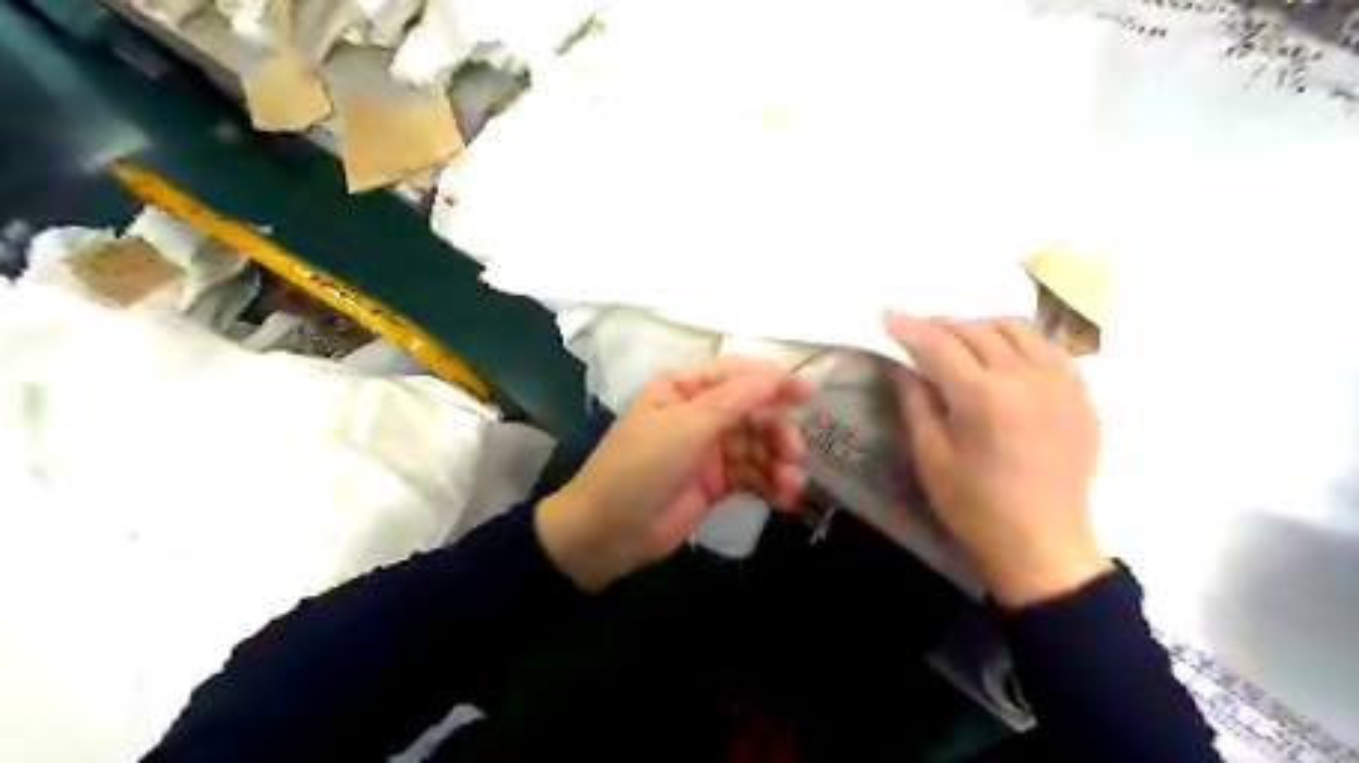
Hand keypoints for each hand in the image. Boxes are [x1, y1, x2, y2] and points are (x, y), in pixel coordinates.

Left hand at [535, 356, 810, 589]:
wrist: (607, 534)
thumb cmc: (639, 468)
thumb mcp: (685, 427)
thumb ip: (734, 400)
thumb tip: (778, 374)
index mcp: (682, 389)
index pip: (734, 374)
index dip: (771, 381)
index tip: (808, 395)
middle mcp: (697, 413)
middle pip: (751, 412)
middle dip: (777, 432)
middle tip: (795, 455)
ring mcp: (707, 449)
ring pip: (756, 446)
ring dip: (778, 462)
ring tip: (791, 484)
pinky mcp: (715, 483)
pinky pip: (752, 475)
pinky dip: (771, 484)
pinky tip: (785, 499)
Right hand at [887, 309, 1108, 608]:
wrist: (1043, 542)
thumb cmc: (975, 506)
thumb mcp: (931, 457)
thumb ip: (915, 402)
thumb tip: (902, 364)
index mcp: (984, 397)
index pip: (940, 345)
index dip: (909, 327)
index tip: (887, 314)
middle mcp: (1026, 378)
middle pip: (978, 330)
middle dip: (941, 324)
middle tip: (916, 330)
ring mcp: (1061, 383)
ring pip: (1018, 329)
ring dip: (981, 326)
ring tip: (959, 340)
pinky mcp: (1080, 395)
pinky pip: (1047, 349)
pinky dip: (1018, 342)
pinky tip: (1002, 358)